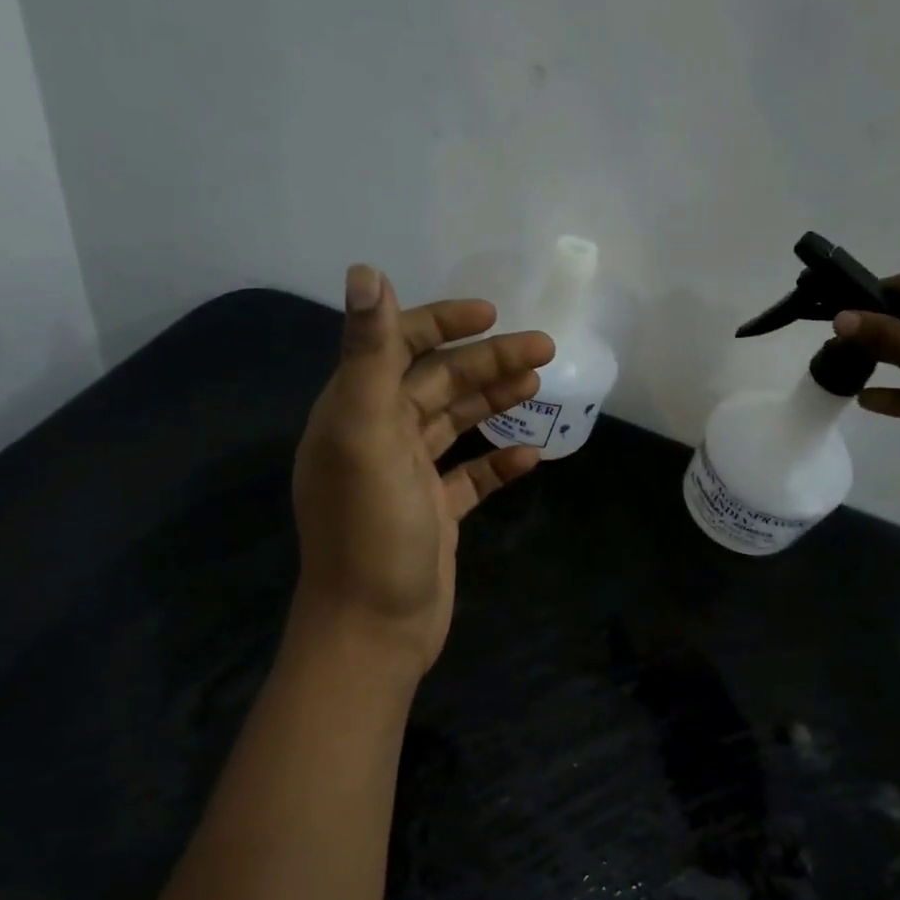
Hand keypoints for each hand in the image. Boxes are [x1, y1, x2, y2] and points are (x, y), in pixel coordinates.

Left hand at [289, 265, 554, 680]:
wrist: (375, 628)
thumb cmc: (371, 530)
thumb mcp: (366, 435)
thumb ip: (367, 355)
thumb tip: (365, 271)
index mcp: (355, 412)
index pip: (395, 347)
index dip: (440, 323)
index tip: (490, 314)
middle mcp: (378, 437)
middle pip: (437, 383)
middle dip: (487, 362)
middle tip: (544, 349)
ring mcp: (408, 477)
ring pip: (456, 424)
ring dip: (494, 400)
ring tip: (539, 384)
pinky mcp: (435, 512)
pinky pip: (472, 476)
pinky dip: (499, 461)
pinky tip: (530, 454)